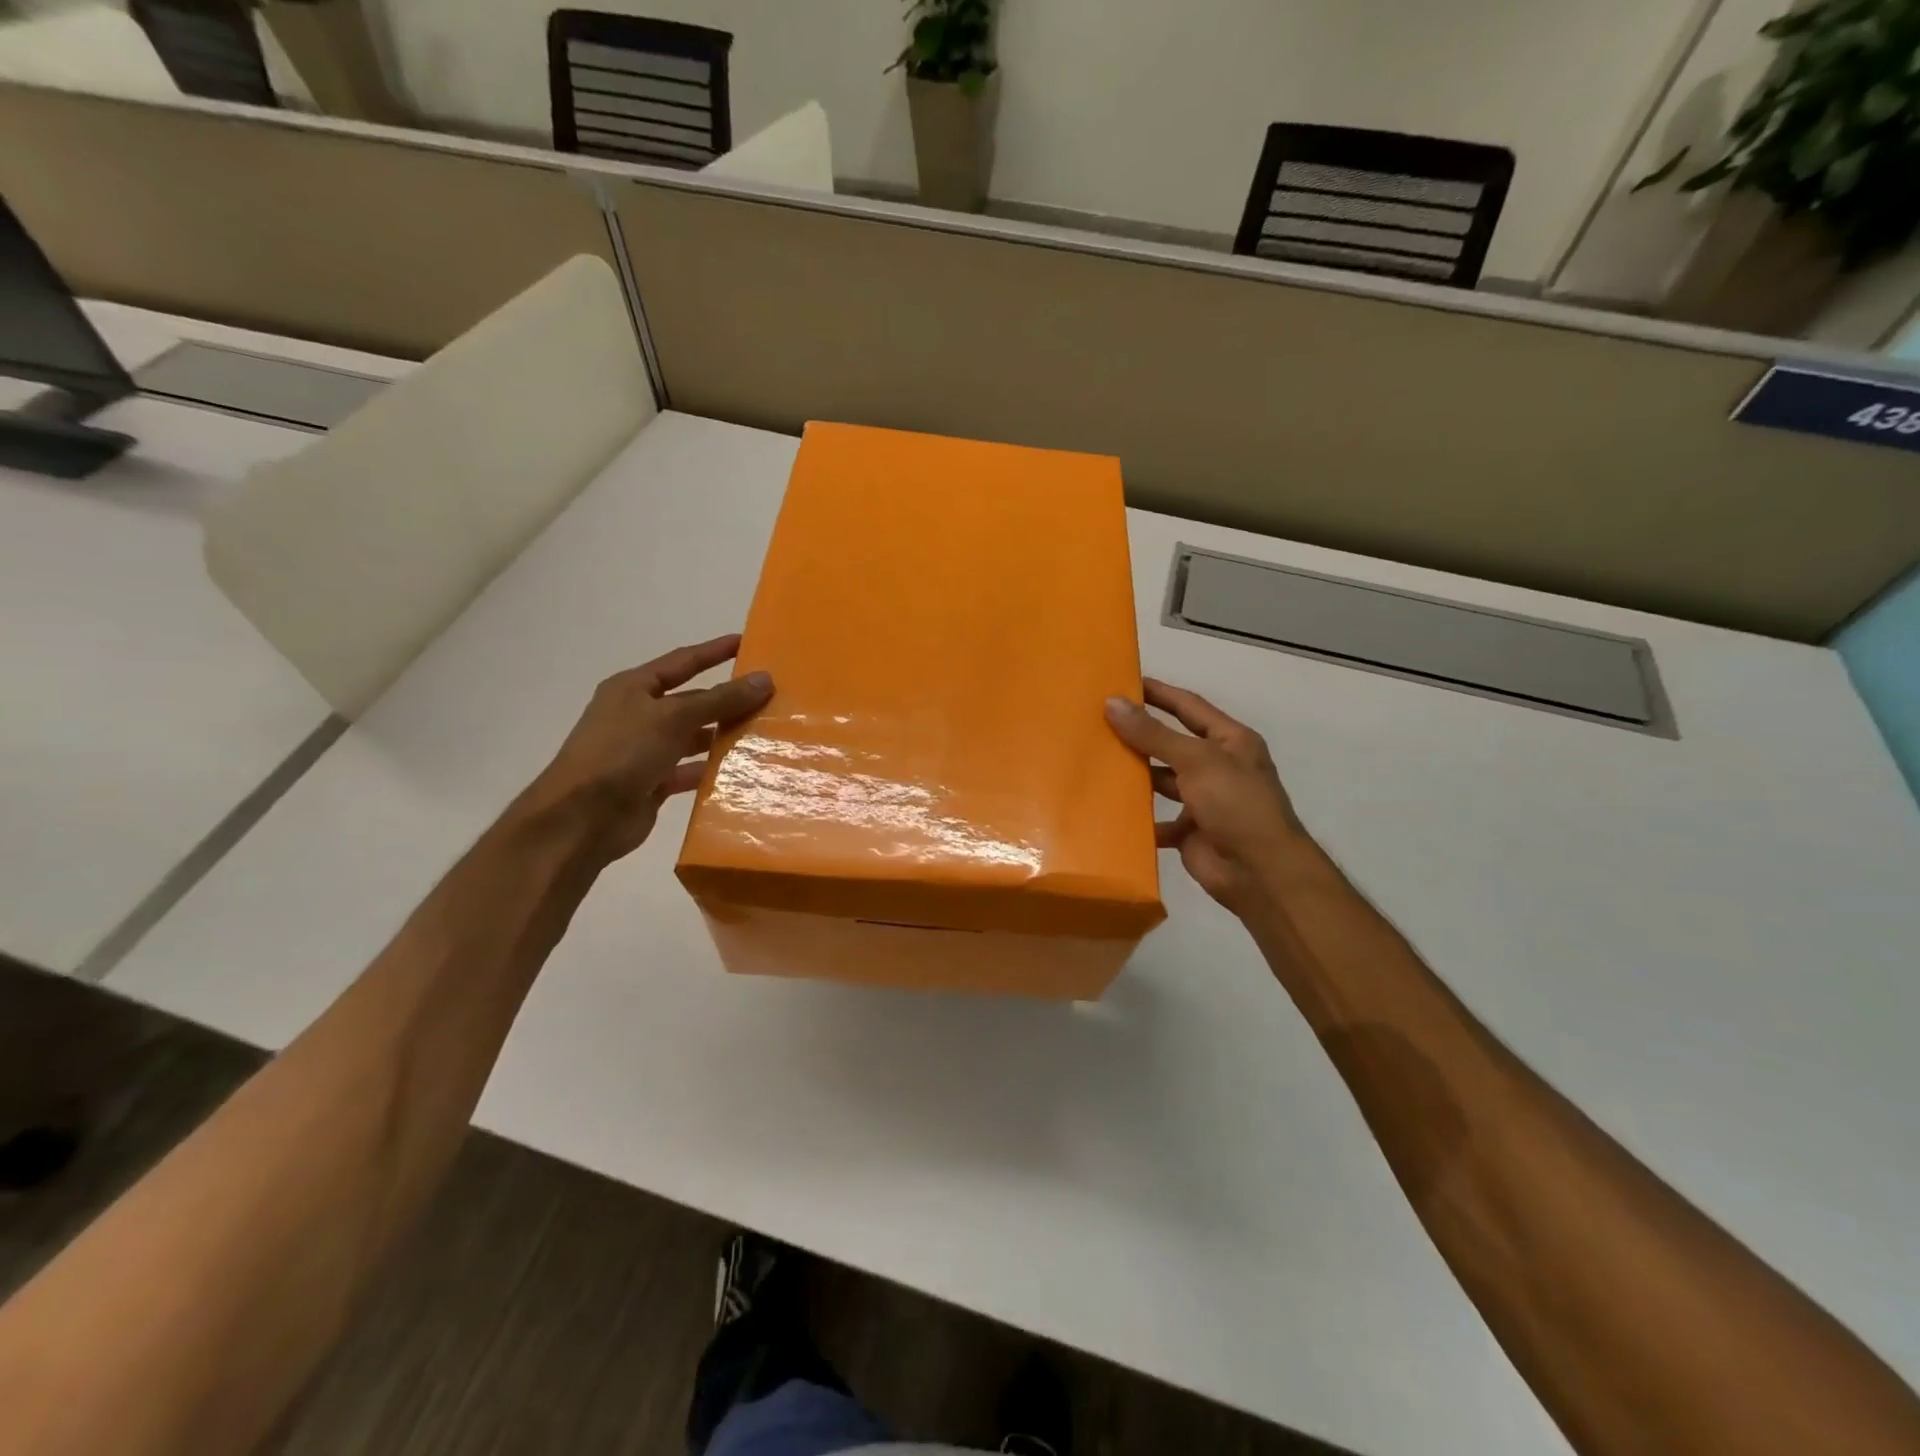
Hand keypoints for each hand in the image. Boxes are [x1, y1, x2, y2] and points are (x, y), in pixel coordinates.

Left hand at [528, 634, 773, 860]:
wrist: (581, 818)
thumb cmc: (622, 753)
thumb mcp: (674, 718)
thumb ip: (720, 700)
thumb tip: (764, 679)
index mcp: (633, 688)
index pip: (682, 662)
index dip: (713, 652)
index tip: (746, 643)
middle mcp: (638, 715)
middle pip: (691, 702)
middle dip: (726, 700)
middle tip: (768, 697)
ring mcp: (644, 751)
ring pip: (692, 738)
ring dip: (722, 736)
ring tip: (764, 733)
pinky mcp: (651, 783)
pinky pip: (689, 771)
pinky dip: (711, 770)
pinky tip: (742, 771)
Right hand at [1105, 679, 1309, 916]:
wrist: (1259, 872)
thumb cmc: (1235, 804)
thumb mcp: (1196, 760)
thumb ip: (1153, 733)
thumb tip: (1112, 703)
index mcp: (1230, 741)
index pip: (1189, 706)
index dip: (1159, 693)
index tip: (1124, 682)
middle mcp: (1218, 767)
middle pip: (1172, 743)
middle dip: (1140, 734)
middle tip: (1098, 722)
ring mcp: (1204, 801)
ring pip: (1162, 781)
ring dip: (1136, 775)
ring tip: (1096, 762)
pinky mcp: (1190, 832)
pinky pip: (1157, 820)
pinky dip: (1137, 818)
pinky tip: (1107, 809)